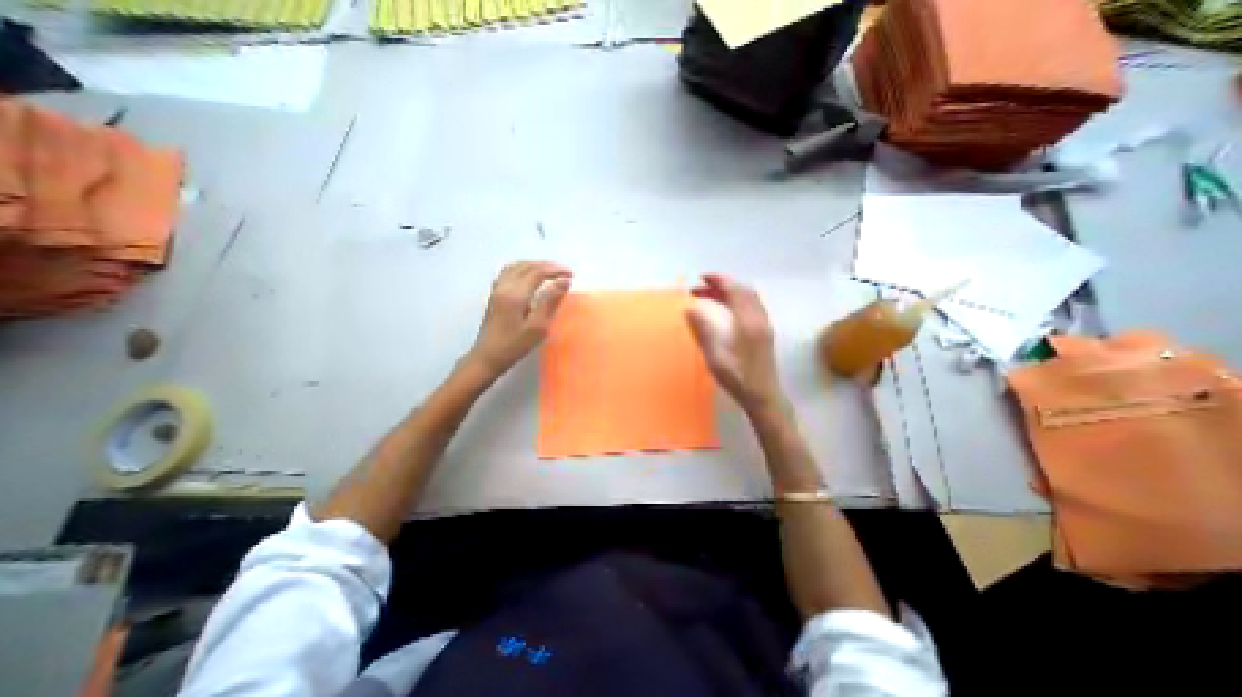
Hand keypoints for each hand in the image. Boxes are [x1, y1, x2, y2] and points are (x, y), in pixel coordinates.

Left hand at [465, 262, 571, 380]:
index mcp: (515, 294)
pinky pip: (509, 272)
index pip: (538, 272)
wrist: (487, 357)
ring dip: (535, 265)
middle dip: (547, 266)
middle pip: (527, 266)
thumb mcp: (537, 327)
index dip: (556, 271)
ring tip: (550, 272)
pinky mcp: (494, 295)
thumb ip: (550, 302)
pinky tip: (529, 276)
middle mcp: (504, 287)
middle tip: (564, 273)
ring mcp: (497, 290)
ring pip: (517, 266)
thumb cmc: (514, 346)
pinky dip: (523, 268)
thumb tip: (564, 282)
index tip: (571, 275)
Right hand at [682, 271, 778, 412]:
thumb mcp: (715, 357)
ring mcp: (764, 325)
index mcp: (747, 323)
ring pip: (749, 297)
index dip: (718, 281)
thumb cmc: (738, 379)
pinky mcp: (765, 332)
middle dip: (721, 285)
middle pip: (742, 291)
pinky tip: (727, 309)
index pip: (734, 291)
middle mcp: (759, 319)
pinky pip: (753, 305)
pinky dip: (738, 300)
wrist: (764, 396)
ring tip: (710, 296)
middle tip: (700, 288)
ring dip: (730, 292)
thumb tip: (689, 309)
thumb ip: (703, 331)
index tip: (700, 279)